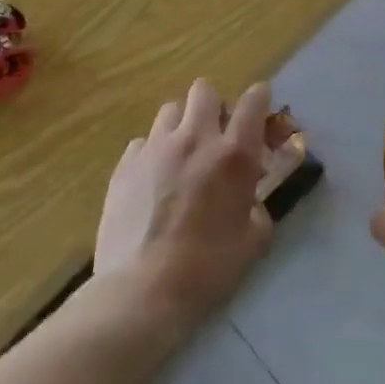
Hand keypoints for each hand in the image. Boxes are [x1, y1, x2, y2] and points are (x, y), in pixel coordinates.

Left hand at [94, 78, 273, 331]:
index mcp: (233, 155)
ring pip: (171, 110)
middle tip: (215, 137)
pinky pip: (143, 142)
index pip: (253, 101)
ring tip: (182, 155)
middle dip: (214, 107)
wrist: (141, 293)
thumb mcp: (253, 242)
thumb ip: (257, 209)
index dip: (259, 99)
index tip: (259, 111)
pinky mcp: (125, 165)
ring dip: (182, 125)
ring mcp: (155, 148)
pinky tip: (152, 181)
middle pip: (204, 90)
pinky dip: (152, 153)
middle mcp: (195, 139)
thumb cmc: (206, 270)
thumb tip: (251, 199)